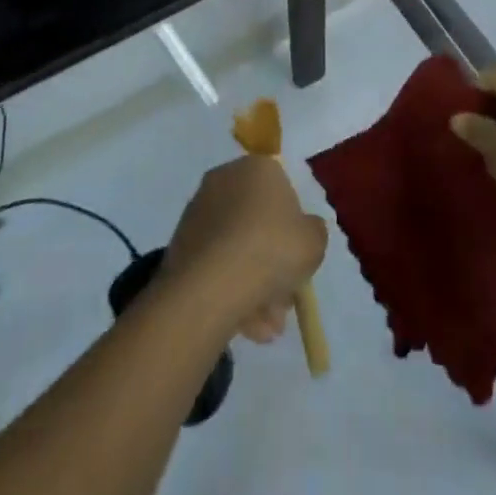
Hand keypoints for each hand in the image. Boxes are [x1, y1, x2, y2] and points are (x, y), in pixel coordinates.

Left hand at [160, 156, 328, 343]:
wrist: (210, 285)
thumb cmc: (271, 250)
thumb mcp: (314, 242)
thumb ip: (314, 232)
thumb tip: (304, 230)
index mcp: (258, 167)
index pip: (282, 190)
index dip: (292, 227)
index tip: (297, 258)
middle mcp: (225, 179)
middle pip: (257, 223)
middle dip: (272, 264)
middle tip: (283, 301)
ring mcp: (199, 211)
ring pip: (236, 249)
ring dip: (254, 286)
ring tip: (266, 327)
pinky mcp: (180, 243)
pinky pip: (215, 265)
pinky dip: (229, 290)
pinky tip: (244, 325)